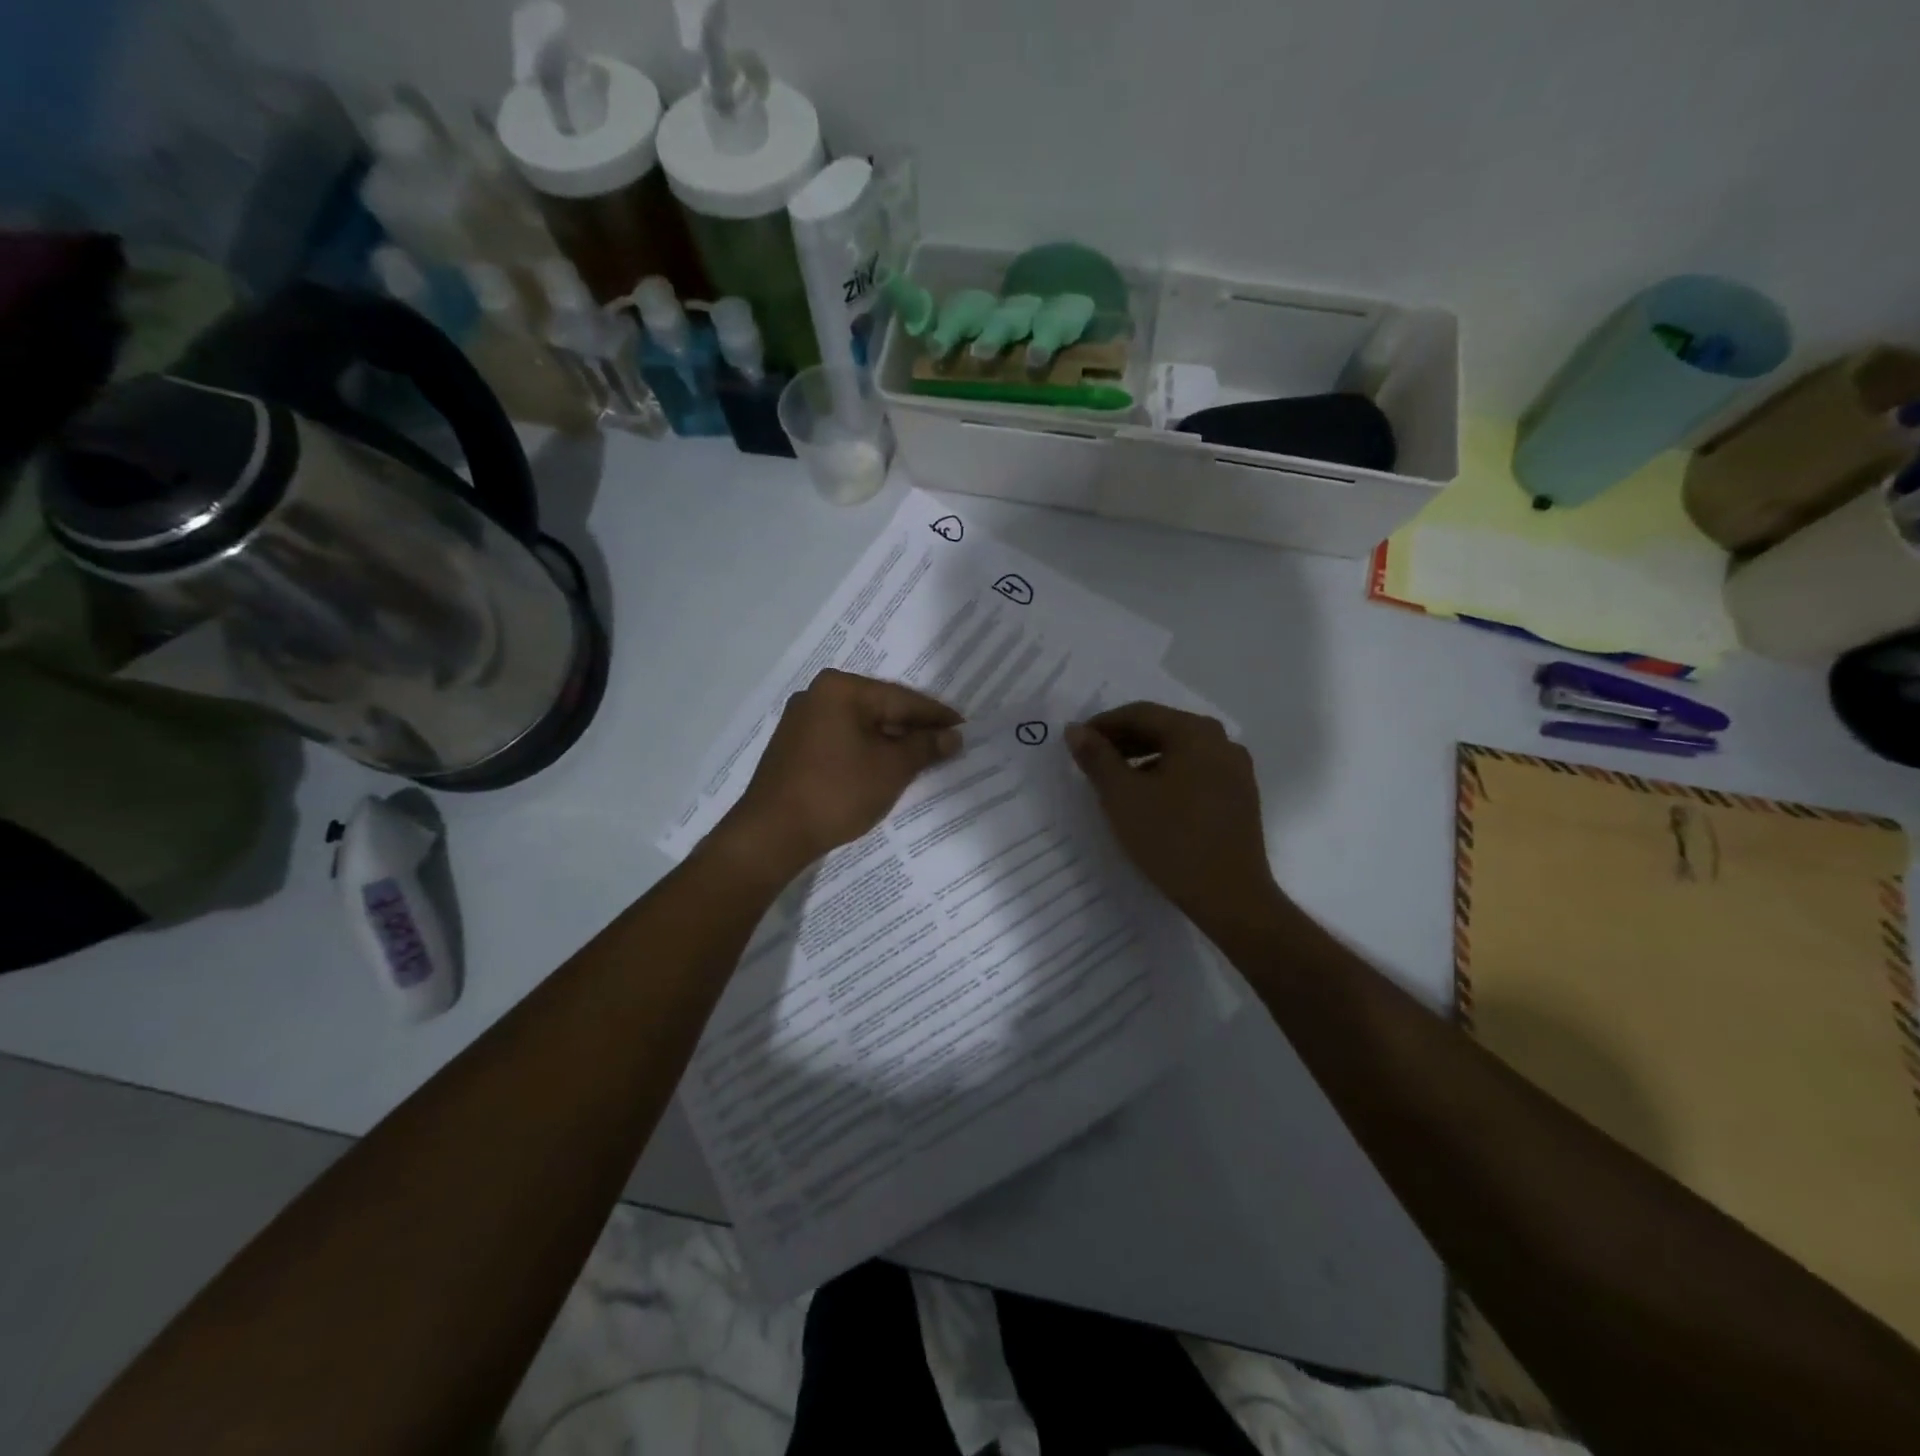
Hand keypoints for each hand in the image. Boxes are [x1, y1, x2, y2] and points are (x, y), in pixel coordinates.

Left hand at [717, 669, 961, 878]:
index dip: (936, 716)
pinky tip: (886, 767)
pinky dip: (867, 751)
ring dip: (891, 742)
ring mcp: (801, 721)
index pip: (901, 699)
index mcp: (840, 689)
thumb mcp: (891, 768)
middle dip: (913, 728)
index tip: (965, 728)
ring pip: (861, 726)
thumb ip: (925, 747)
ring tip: (923, 758)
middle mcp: (817, 695)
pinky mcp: (794, 746)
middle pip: (880, 708)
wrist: (772, 834)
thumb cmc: (837, 792)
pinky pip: (842, 740)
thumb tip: (953, 736)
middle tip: (948, 743)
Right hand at [1066, 703, 1280, 933]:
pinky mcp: (1240, 796)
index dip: (1103, 724)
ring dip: (1144, 757)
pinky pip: (1196, 771)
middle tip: (1091, 759)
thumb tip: (1075, 730)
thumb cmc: (1171, 840)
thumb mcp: (1122, 796)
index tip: (1076, 741)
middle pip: (1163, 728)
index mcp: (1195, 733)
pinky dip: (1167, 774)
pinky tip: (1149, 798)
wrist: (1230, 896)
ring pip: (1180, 751)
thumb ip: (1097, 758)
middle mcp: (1221, 741)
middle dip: (1124, 740)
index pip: (1140, 713)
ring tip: (1115, 779)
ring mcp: (1236, 769)